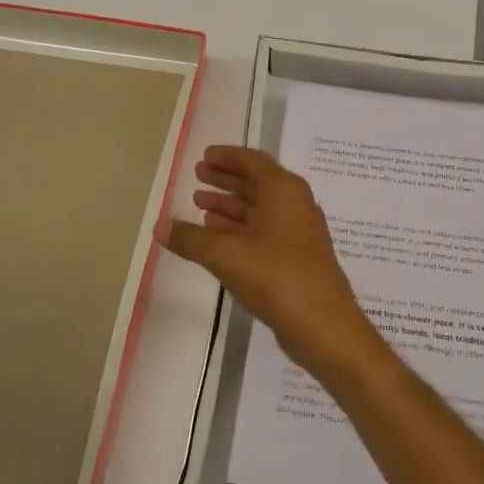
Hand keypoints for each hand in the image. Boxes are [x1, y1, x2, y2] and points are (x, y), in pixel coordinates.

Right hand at [161, 146, 388, 387]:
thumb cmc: (277, 277)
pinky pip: (262, 233)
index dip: (228, 157)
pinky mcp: (295, 260)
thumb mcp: (226, 255)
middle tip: (197, 176)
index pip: (253, 162)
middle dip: (226, 179)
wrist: (324, 326)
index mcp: (284, 190)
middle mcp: (294, 205)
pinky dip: (239, 230)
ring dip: (230, 205)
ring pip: (258, 210)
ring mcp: (297, 234)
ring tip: (199, 204)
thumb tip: (160, 226)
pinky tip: (216, 237)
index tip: (203, 157)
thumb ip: (191, 239)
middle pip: (256, 183)